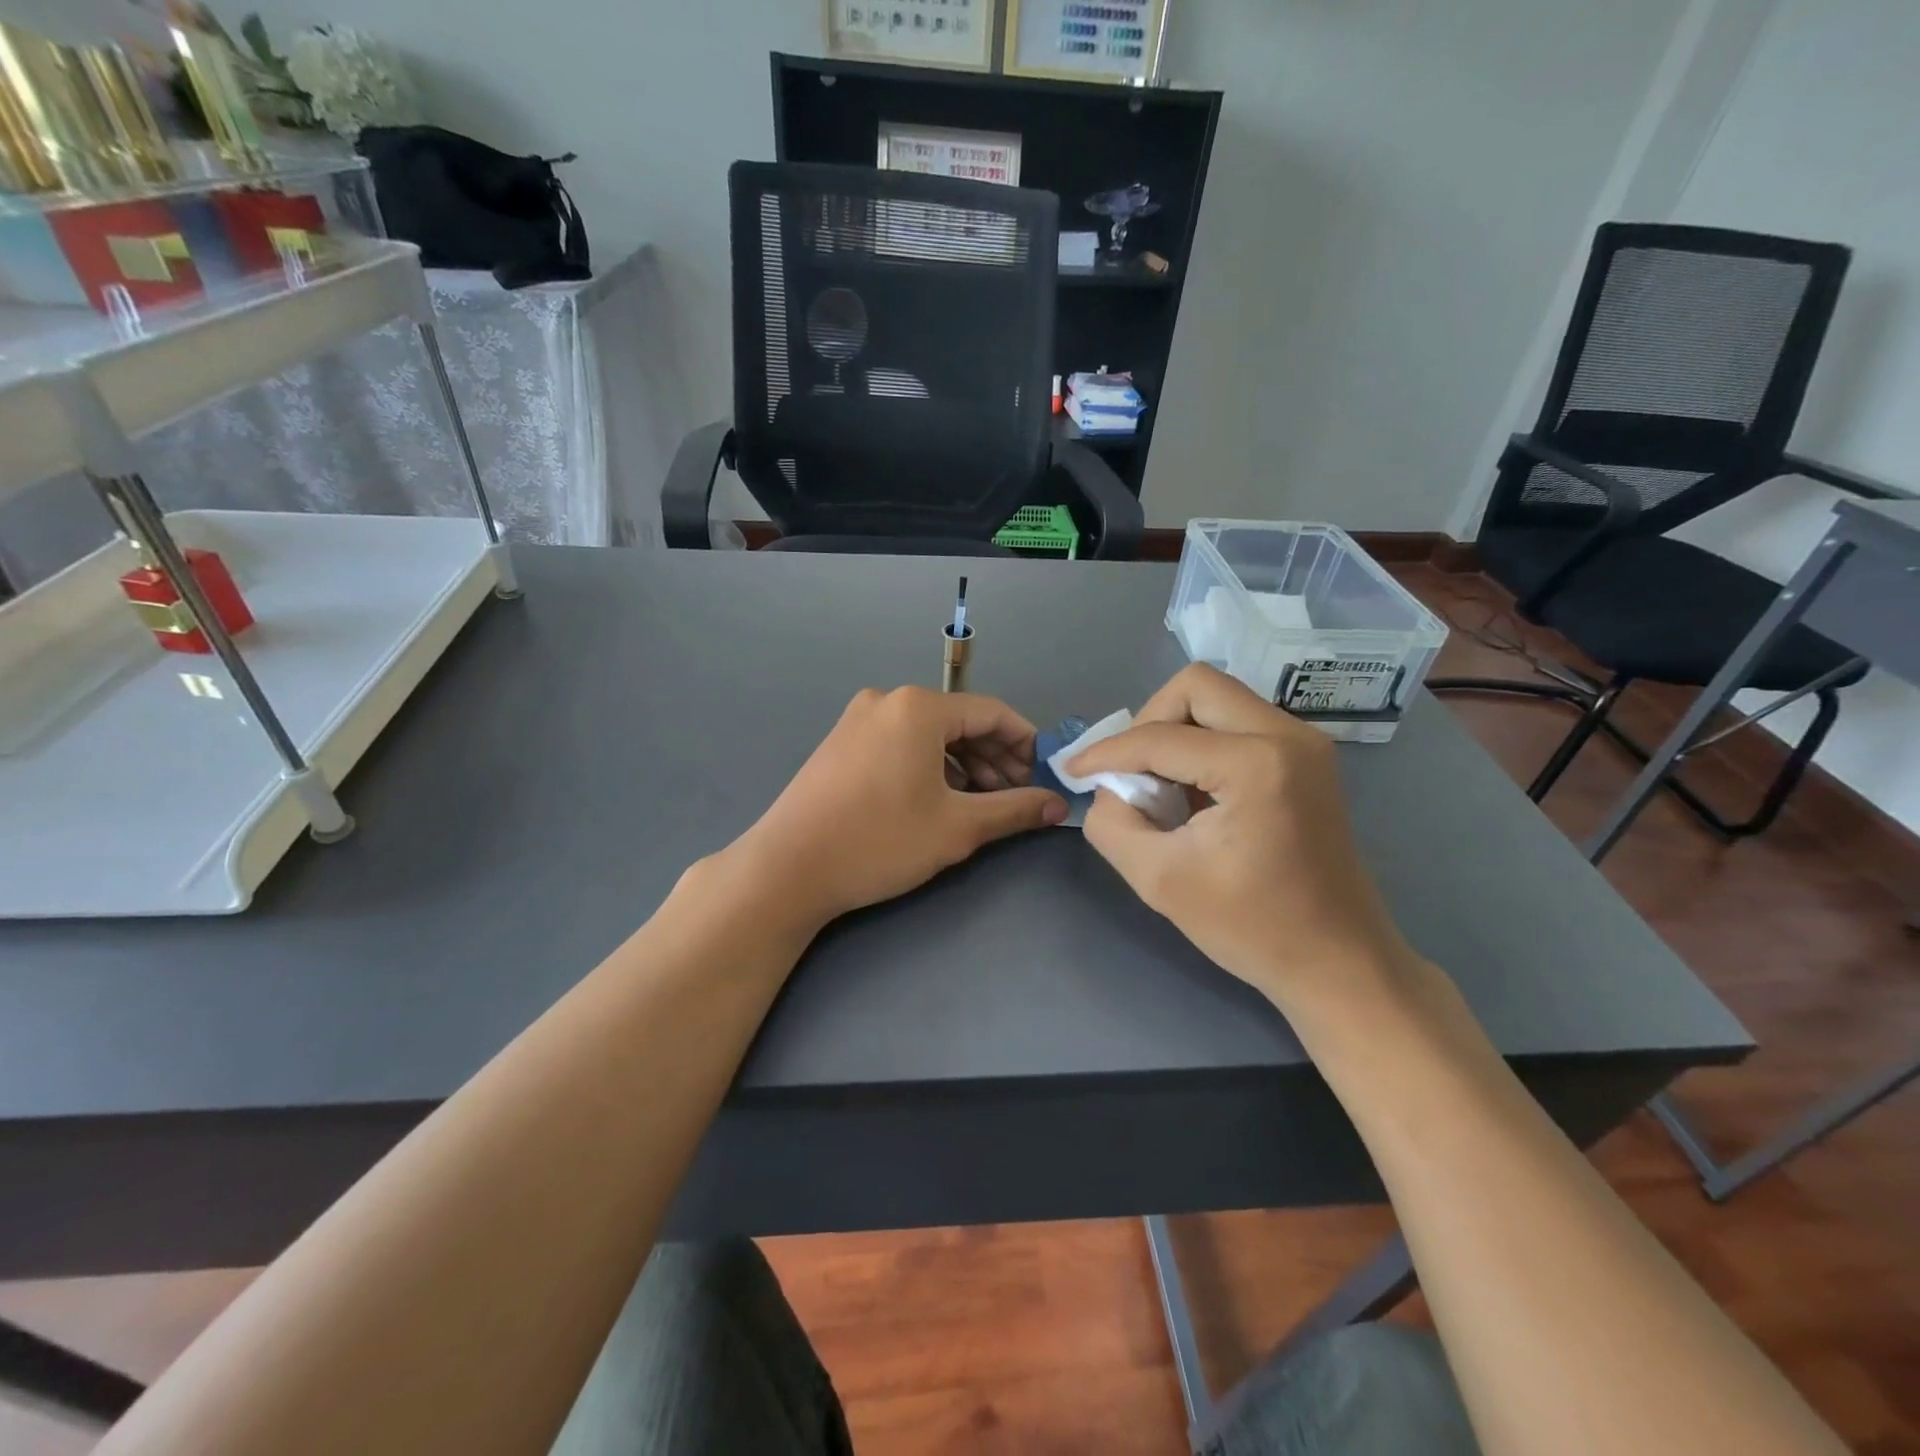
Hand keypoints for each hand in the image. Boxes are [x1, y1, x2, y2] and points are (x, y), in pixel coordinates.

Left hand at [731, 687, 1066, 929]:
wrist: (787, 868)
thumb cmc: (879, 841)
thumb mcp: (957, 827)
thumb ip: (1014, 810)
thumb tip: (1057, 805)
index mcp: (918, 708)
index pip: (992, 713)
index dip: (1025, 744)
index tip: (1043, 777)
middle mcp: (887, 700)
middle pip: (960, 721)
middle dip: (995, 757)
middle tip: (1015, 797)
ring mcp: (858, 719)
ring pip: (929, 734)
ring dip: (963, 764)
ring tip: (981, 803)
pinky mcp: (841, 742)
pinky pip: (900, 743)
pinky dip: (929, 765)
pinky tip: (939, 798)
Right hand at [1067, 664, 1412, 1011]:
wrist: (1339, 962)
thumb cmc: (1253, 928)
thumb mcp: (1160, 880)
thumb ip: (1112, 823)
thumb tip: (1107, 788)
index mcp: (1257, 763)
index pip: (1160, 737)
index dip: (1107, 752)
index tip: (1073, 770)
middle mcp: (1287, 735)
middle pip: (1195, 687)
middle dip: (1148, 722)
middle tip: (1129, 772)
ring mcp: (1304, 743)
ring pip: (1218, 700)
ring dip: (1175, 733)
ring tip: (1157, 787)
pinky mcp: (1305, 758)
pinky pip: (1237, 724)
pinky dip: (1201, 745)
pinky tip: (1190, 792)